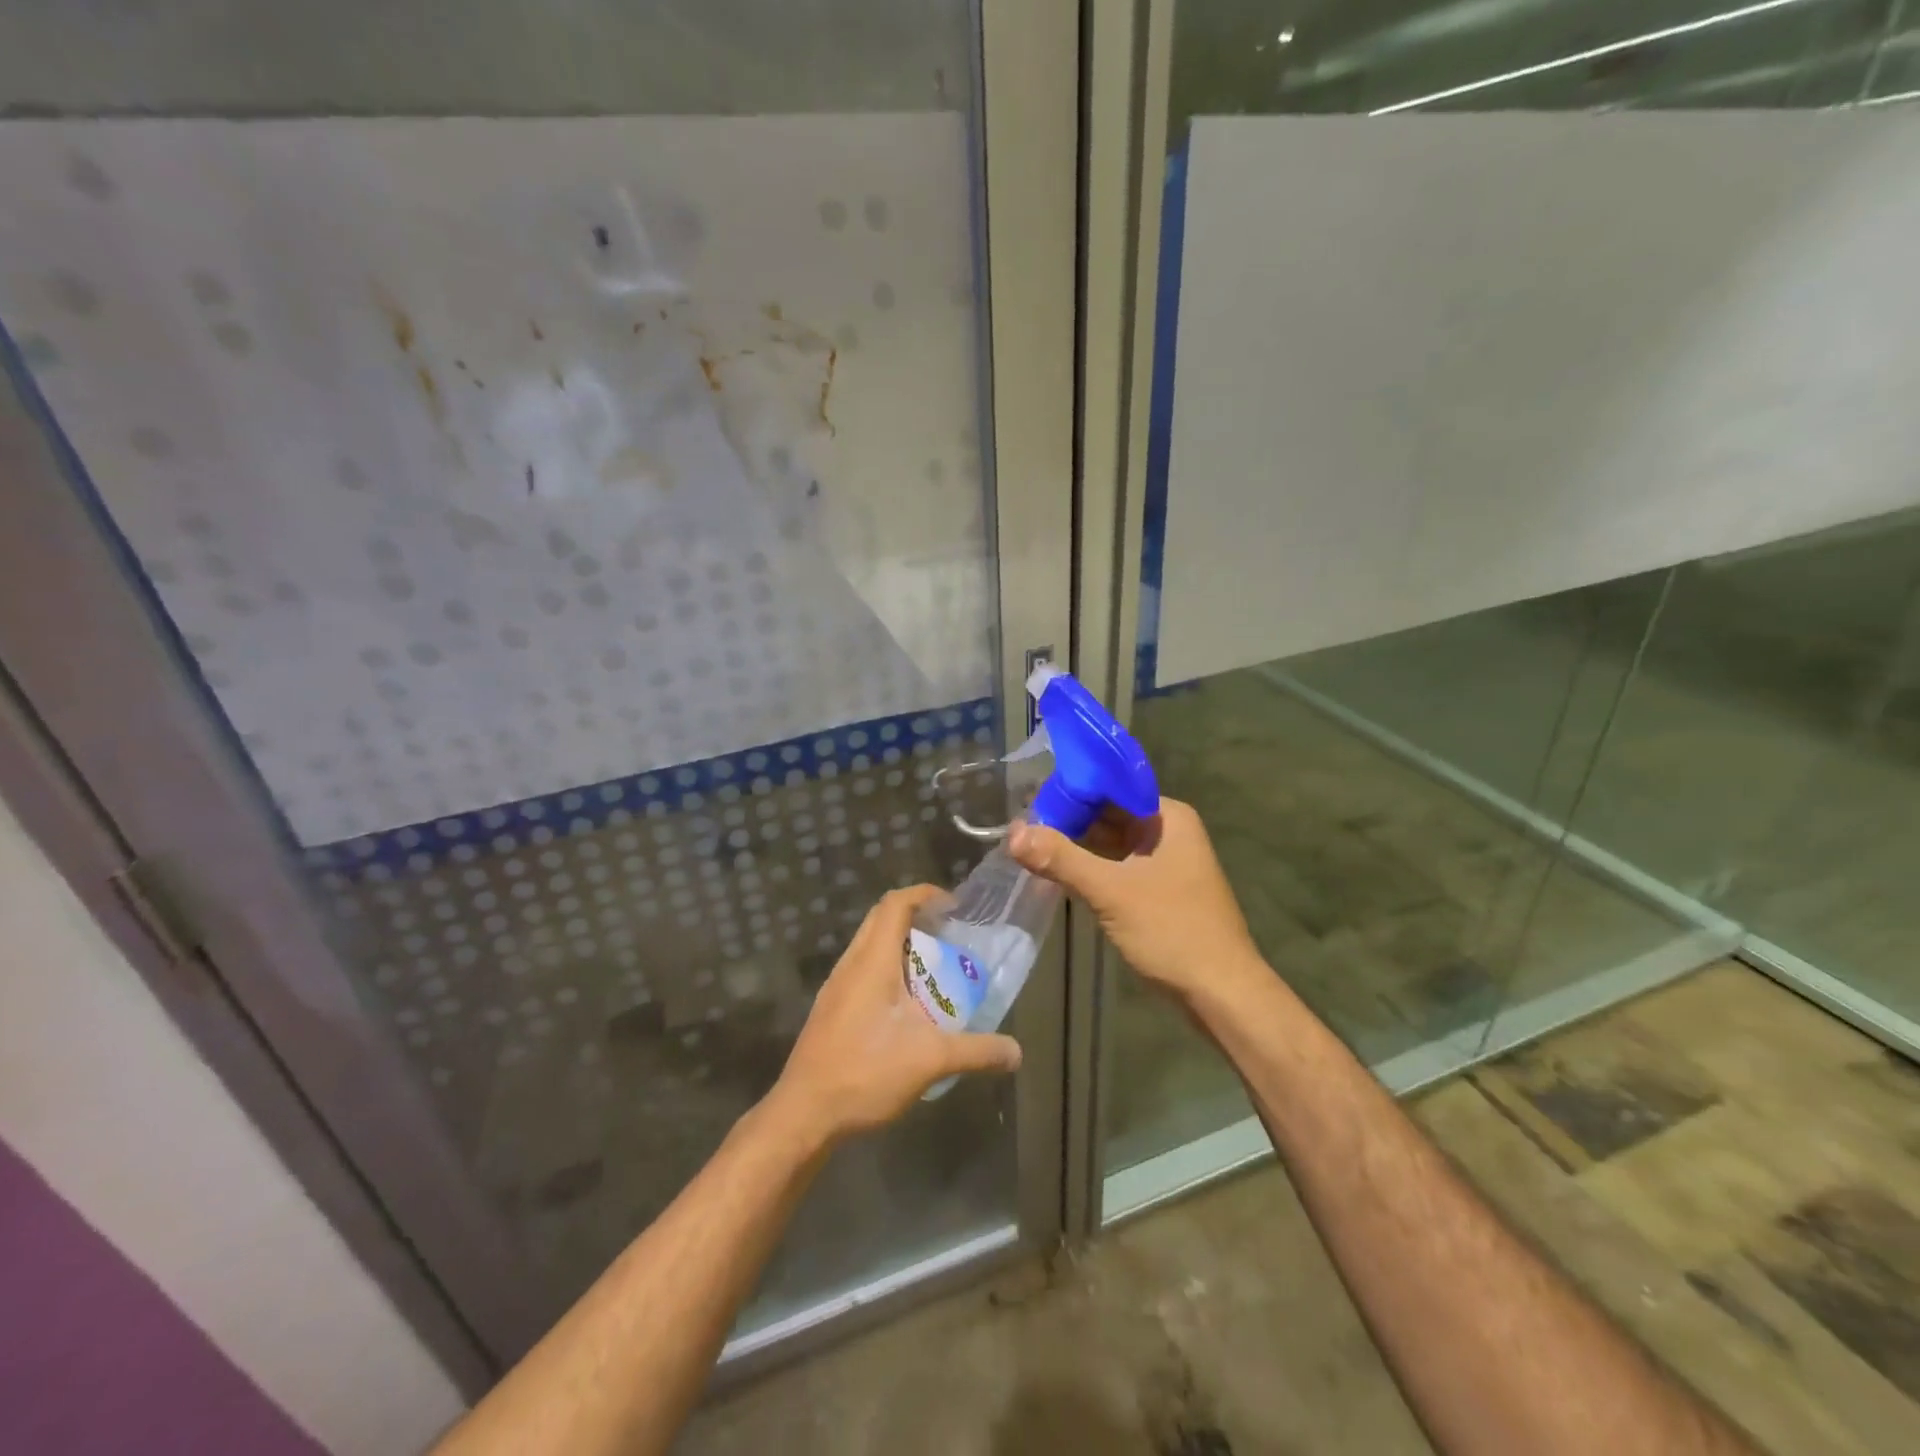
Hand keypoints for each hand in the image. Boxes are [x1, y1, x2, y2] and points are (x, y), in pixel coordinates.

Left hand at [767, 885, 1022, 1146]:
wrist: (803, 1115)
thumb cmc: (865, 1073)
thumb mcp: (931, 1060)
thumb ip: (977, 1051)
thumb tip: (1016, 1052)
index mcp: (872, 961)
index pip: (895, 904)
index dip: (925, 894)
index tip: (955, 906)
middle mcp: (851, 964)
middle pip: (881, 918)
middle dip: (916, 918)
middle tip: (950, 935)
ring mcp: (836, 987)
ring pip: (869, 946)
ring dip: (901, 946)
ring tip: (934, 971)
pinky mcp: (830, 1010)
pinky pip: (862, 971)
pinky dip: (888, 970)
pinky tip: (907, 1008)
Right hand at [1007, 797, 1262, 1003]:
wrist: (1221, 995)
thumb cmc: (1172, 931)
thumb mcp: (1111, 892)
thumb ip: (1061, 859)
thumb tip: (1012, 832)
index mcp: (1167, 817)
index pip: (1111, 786)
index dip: (1071, 789)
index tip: (1029, 797)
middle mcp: (1168, 831)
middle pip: (1109, 813)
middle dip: (1068, 817)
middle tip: (1020, 822)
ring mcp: (1164, 862)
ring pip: (1111, 841)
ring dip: (1076, 843)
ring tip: (1030, 842)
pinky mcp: (1158, 890)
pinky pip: (1116, 866)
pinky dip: (1090, 866)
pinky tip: (1057, 870)